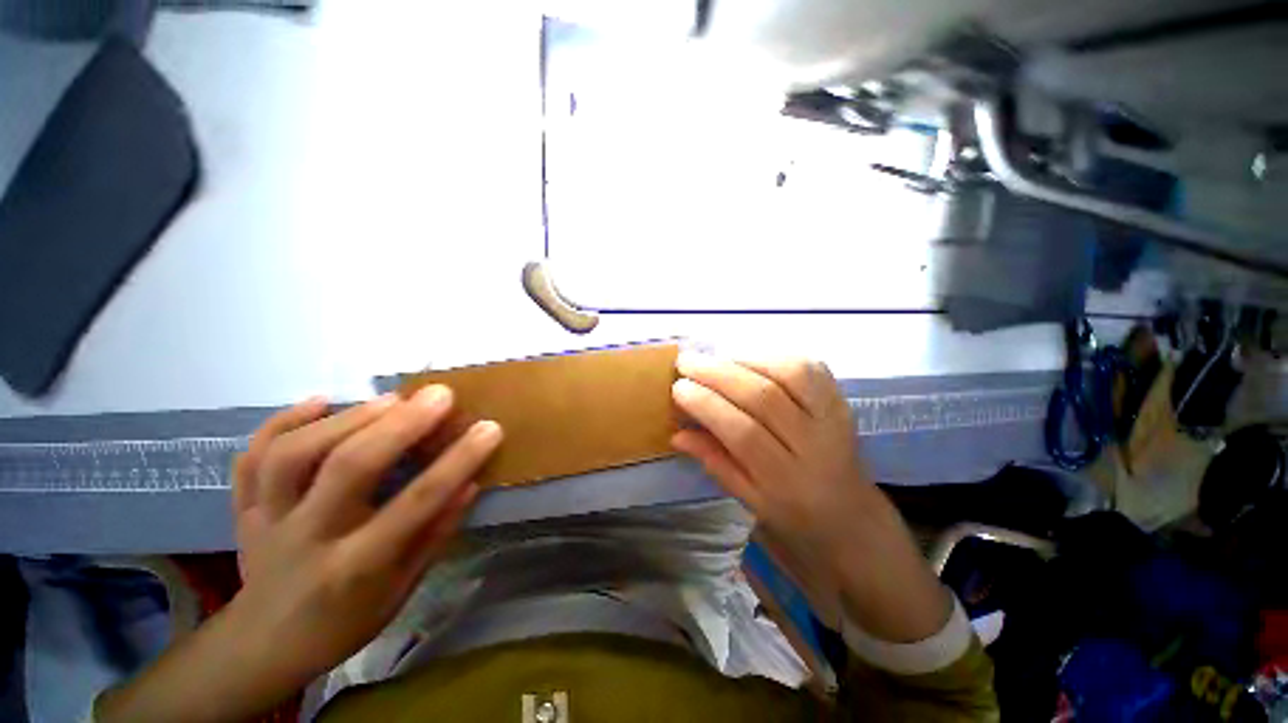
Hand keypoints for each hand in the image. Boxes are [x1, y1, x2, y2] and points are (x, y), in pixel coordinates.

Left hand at [98, 387, 501, 721]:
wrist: (265, 646)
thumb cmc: (346, 621)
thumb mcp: (402, 590)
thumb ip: (435, 534)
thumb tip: (470, 483)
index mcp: (355, 567)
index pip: (416, 504)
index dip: (458, 462)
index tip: (489, 428)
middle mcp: (307, 538)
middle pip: (348, 468)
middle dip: (401, 424)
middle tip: (439, 394)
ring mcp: (266, 520)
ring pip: (294, 455)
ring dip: (347, 418)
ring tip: (390, 399)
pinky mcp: (245, 508)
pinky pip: (252, 457)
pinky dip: (282, 422)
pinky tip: (319, 402)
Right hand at [672, 354, 947, 642]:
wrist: (850, 515)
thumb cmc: (792, 513)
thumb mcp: (747, 500)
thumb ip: (714, 462)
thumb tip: (677, 433)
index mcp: (786, 481)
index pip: (742, 433)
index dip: (706, 404)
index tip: (678, 387)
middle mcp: (814, 445)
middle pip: (763, 396)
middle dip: (717, 373)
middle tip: (687, 361)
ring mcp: (833, 418)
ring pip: (789, 373)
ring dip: (744, 359)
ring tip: (714, 360)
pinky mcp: (841, 399)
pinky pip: (808, 366)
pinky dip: (773, 356)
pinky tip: (748, 359)